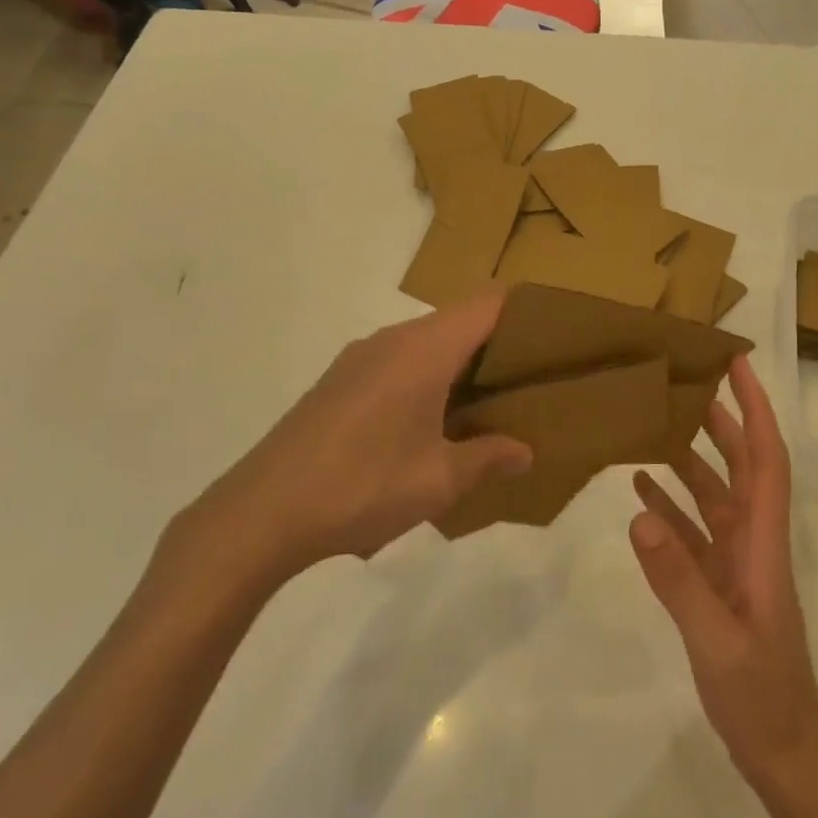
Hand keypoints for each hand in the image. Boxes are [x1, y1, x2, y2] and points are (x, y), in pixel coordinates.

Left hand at [157, 290, 531, 598]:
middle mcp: (391, 340)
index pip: (487, 304)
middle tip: (531, 378)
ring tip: (488, 404)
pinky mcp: (338, 382)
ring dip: (460, 364)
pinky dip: (427, 377)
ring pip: (426, 343)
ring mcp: (359, 359)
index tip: (556, 334)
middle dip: (498, 343)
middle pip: (458, 321)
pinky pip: (398, 362)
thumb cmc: (362, 486)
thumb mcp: (438, 480)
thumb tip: (524, 452)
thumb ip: (488, 458)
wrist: (261, 512)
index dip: (525, 311)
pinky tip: (432, 424)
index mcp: (423, 350)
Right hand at [630, 357, 817, 783]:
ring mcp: (735, 564)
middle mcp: (753, 542)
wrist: (784, 755)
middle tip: (687, 380)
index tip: (738, 366)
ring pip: (715, 495)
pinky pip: (693, 532)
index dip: (756, 410)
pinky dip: (671, 506)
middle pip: (741, 466)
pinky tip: (642, 489)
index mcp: (763, 544)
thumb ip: (679, 579)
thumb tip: (641, 511)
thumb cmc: (762, 699)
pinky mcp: (717, 585)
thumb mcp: (717, 642)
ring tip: (657, 422)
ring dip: (691, 458)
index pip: (766, 460)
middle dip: (722, 419)